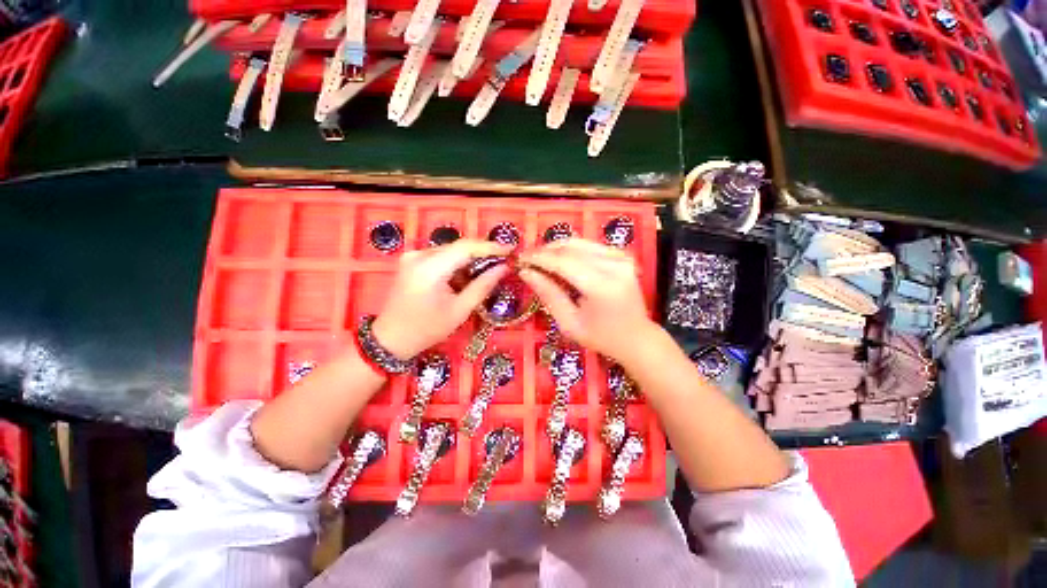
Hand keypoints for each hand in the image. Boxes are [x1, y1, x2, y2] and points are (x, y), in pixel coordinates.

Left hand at [372, 240, 510, 358]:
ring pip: (450, 251)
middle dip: (482, 253)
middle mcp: (419, 255)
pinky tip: (466, 276)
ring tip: (488, 270)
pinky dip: (456, 264)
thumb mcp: (459, 310)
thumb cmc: (426, 329)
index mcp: (430, 268)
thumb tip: (504, 268)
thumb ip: (483, 286)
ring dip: (470, 259)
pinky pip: (441, 257)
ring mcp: (413, 257)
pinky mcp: (412, 262)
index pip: (466, 247)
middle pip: (458, 246)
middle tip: (503, 261)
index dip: (491, 247)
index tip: (511, 249)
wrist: (390, 339)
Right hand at [519, 239, 657, 363]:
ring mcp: (620, 257)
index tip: (520, 259)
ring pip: (579, 242)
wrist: (636, 336)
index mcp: (602, 286)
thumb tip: (525, 272)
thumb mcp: (569, 323)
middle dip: (545, 251)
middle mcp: (614, 265)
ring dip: (556, 248)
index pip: (563, 262)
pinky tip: (559, 259)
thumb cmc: (601, 337)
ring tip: (540, 259)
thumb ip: (549, 294)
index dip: (539, 258)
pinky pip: (589, 245)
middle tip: (527, 259)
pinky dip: (570, 249)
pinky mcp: (621, 255)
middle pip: (571, 248)